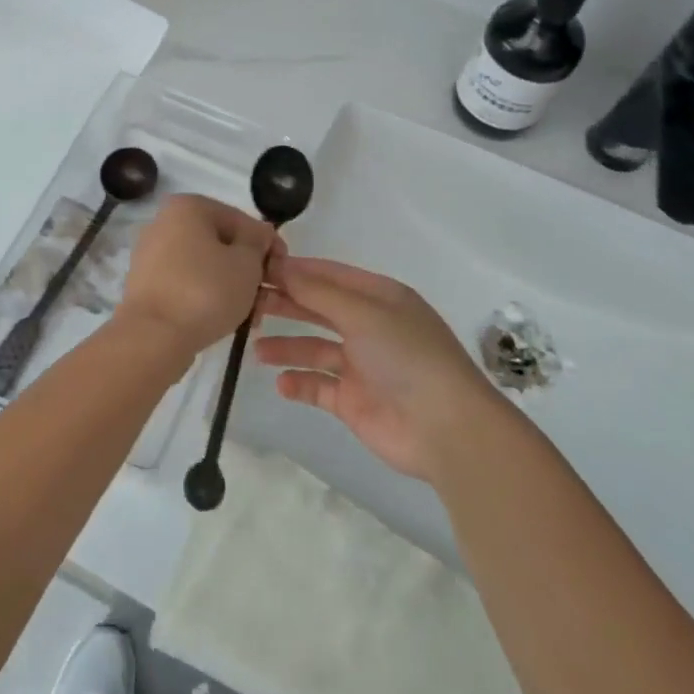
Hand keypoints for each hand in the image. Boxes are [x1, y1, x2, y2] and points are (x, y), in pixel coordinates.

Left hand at [115, 195, 282, 361]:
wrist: (153, 337)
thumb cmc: (205, 291)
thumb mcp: (247, 263)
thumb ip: (258, 242)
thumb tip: (258, 235)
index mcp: (188, 206)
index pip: (241, 220)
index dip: (267, 245)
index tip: (282, 271)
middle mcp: (164, 222)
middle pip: (220, 242)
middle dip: (247, 269)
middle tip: (265, 297)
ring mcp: (151, 253)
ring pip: (204, 264)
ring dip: (229, 285)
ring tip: (248, 315)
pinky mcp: (146, 283)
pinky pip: (185, 282)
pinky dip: (205, 295)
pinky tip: (223, 319)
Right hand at [254, 256, 505, 479]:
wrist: (445, 428)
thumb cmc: (406, 355)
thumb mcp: (362, 312)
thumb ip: (317, 291)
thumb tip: (279, 265)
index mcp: (378, 297)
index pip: (329, 275)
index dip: (295, 271)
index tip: (257, 267)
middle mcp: (369, 326)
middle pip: (319, 308)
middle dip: (286, 304)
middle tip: (248, 303)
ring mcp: (361, 365)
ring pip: (315, 348)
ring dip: (287, 346)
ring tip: (256, 347)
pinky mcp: (354, 401)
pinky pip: (319, 386)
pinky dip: (299, 383)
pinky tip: (281, 383)